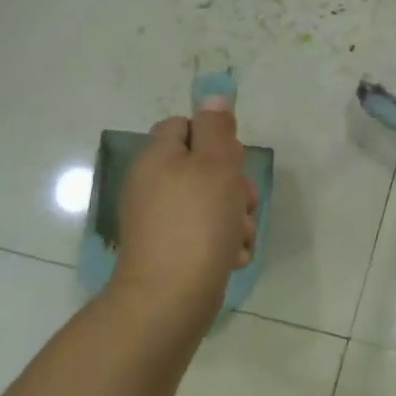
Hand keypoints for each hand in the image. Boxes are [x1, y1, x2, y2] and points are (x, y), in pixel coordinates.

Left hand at [110, 99, 257, 325]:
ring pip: (211, 203)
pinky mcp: (171, 251)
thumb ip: (217, 128)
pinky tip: (233, 257)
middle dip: (233, 184)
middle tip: (243, 202)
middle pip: (204, 167)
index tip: (232, 160)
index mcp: (157, 158)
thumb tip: (213, 96)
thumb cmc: (197, 223)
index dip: (214, 138)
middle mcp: (153, 185)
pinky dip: (223, 242)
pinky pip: (205, 234)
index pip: (185, 126)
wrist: (170, 299)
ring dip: (235, 217)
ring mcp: (160, 221)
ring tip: (240, 237)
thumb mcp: (215, 165)